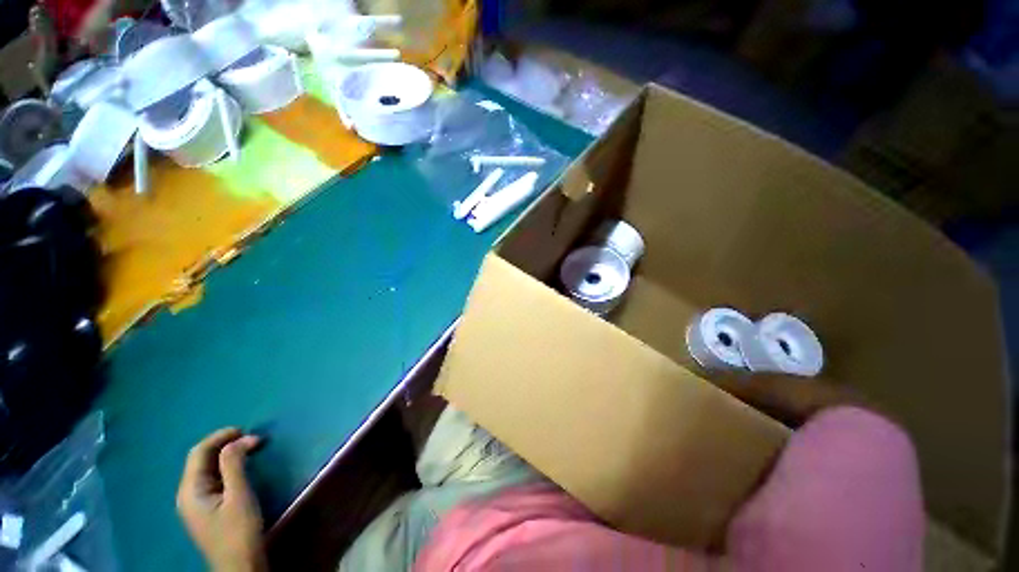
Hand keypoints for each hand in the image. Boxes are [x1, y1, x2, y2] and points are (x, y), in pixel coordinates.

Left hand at [177, 428, 266, 571]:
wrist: (240, 566)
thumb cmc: (238, 531)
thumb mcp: (239, 496)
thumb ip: (234, 465)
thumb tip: (240, 438)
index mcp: (190, 490)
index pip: (198, 453)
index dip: (220, 437)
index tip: (246, 429)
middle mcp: (188, 494)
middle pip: (201, 460)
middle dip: (224, 444)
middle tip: (252, 438)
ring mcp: (196, 503)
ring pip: (208, 469)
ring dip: (227, 455)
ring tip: (250, 448)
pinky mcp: (207, 509)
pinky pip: (213, 480)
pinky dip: (227, 468)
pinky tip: (241, 467)